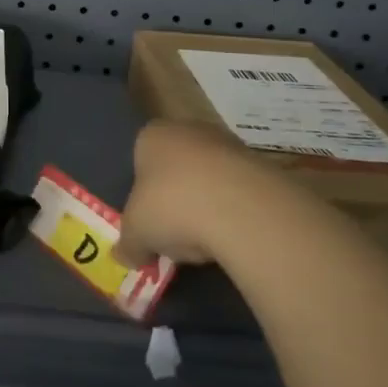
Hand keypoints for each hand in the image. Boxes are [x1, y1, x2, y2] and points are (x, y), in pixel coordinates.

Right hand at [114, 120, 322, 269]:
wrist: (240, 207)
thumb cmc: (172, 206)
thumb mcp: (136, 233)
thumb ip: (128, 244)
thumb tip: (125, 257)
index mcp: (152, 135)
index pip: (140, 157)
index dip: (141, 191)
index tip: (147, 219)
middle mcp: (189, 129)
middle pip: (177, 166)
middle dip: (176, 197)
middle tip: (174, 232)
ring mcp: (228, 144)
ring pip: (210, 178)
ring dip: (207, 205)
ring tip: (206, 241)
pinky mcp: (262, 165)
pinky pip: (238, 192)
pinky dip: (234, 212)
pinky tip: (232, 237)